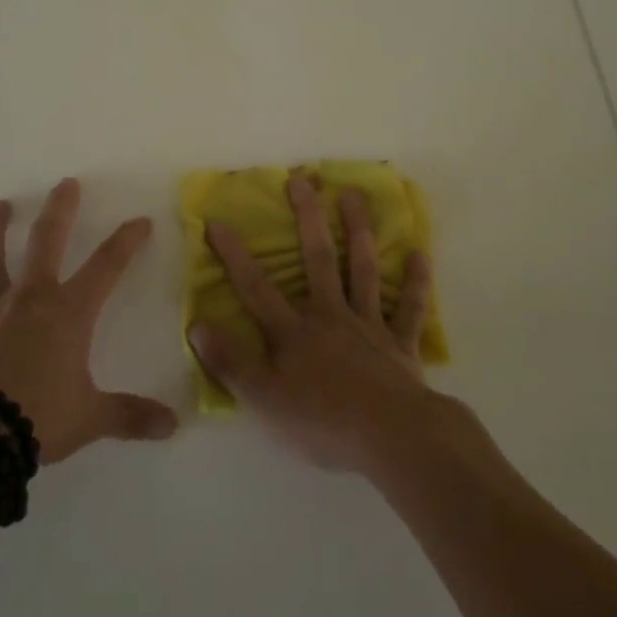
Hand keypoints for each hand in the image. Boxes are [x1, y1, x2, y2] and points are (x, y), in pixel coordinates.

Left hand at [0, 178, 178, 464]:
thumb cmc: (40, 419)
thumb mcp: (92, 418)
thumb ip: (131, 416)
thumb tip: (173, 426)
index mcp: (69, 312)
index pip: (107, 266)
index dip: (126, 242)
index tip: (141, 221)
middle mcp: (30, 299)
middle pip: (47, 241)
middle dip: (60, 210)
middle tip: (65, 184)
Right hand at [189, 175, 437, 473]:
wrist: (392, 437)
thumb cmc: (323, 421)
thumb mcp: (264, 399)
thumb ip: (230, 362)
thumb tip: (197, 324)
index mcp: (294, 331)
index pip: (256, 287)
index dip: (234, 255)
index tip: (217, 221)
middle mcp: (331, 315)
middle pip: (318, 259)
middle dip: (308, 217)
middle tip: (304, 179)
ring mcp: (369, 326)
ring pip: (362, 270)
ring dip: (358, 231)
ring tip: (354, 195)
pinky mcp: (400, 344)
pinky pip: (408, 308)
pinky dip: (414, 283)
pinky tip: (419, 255)